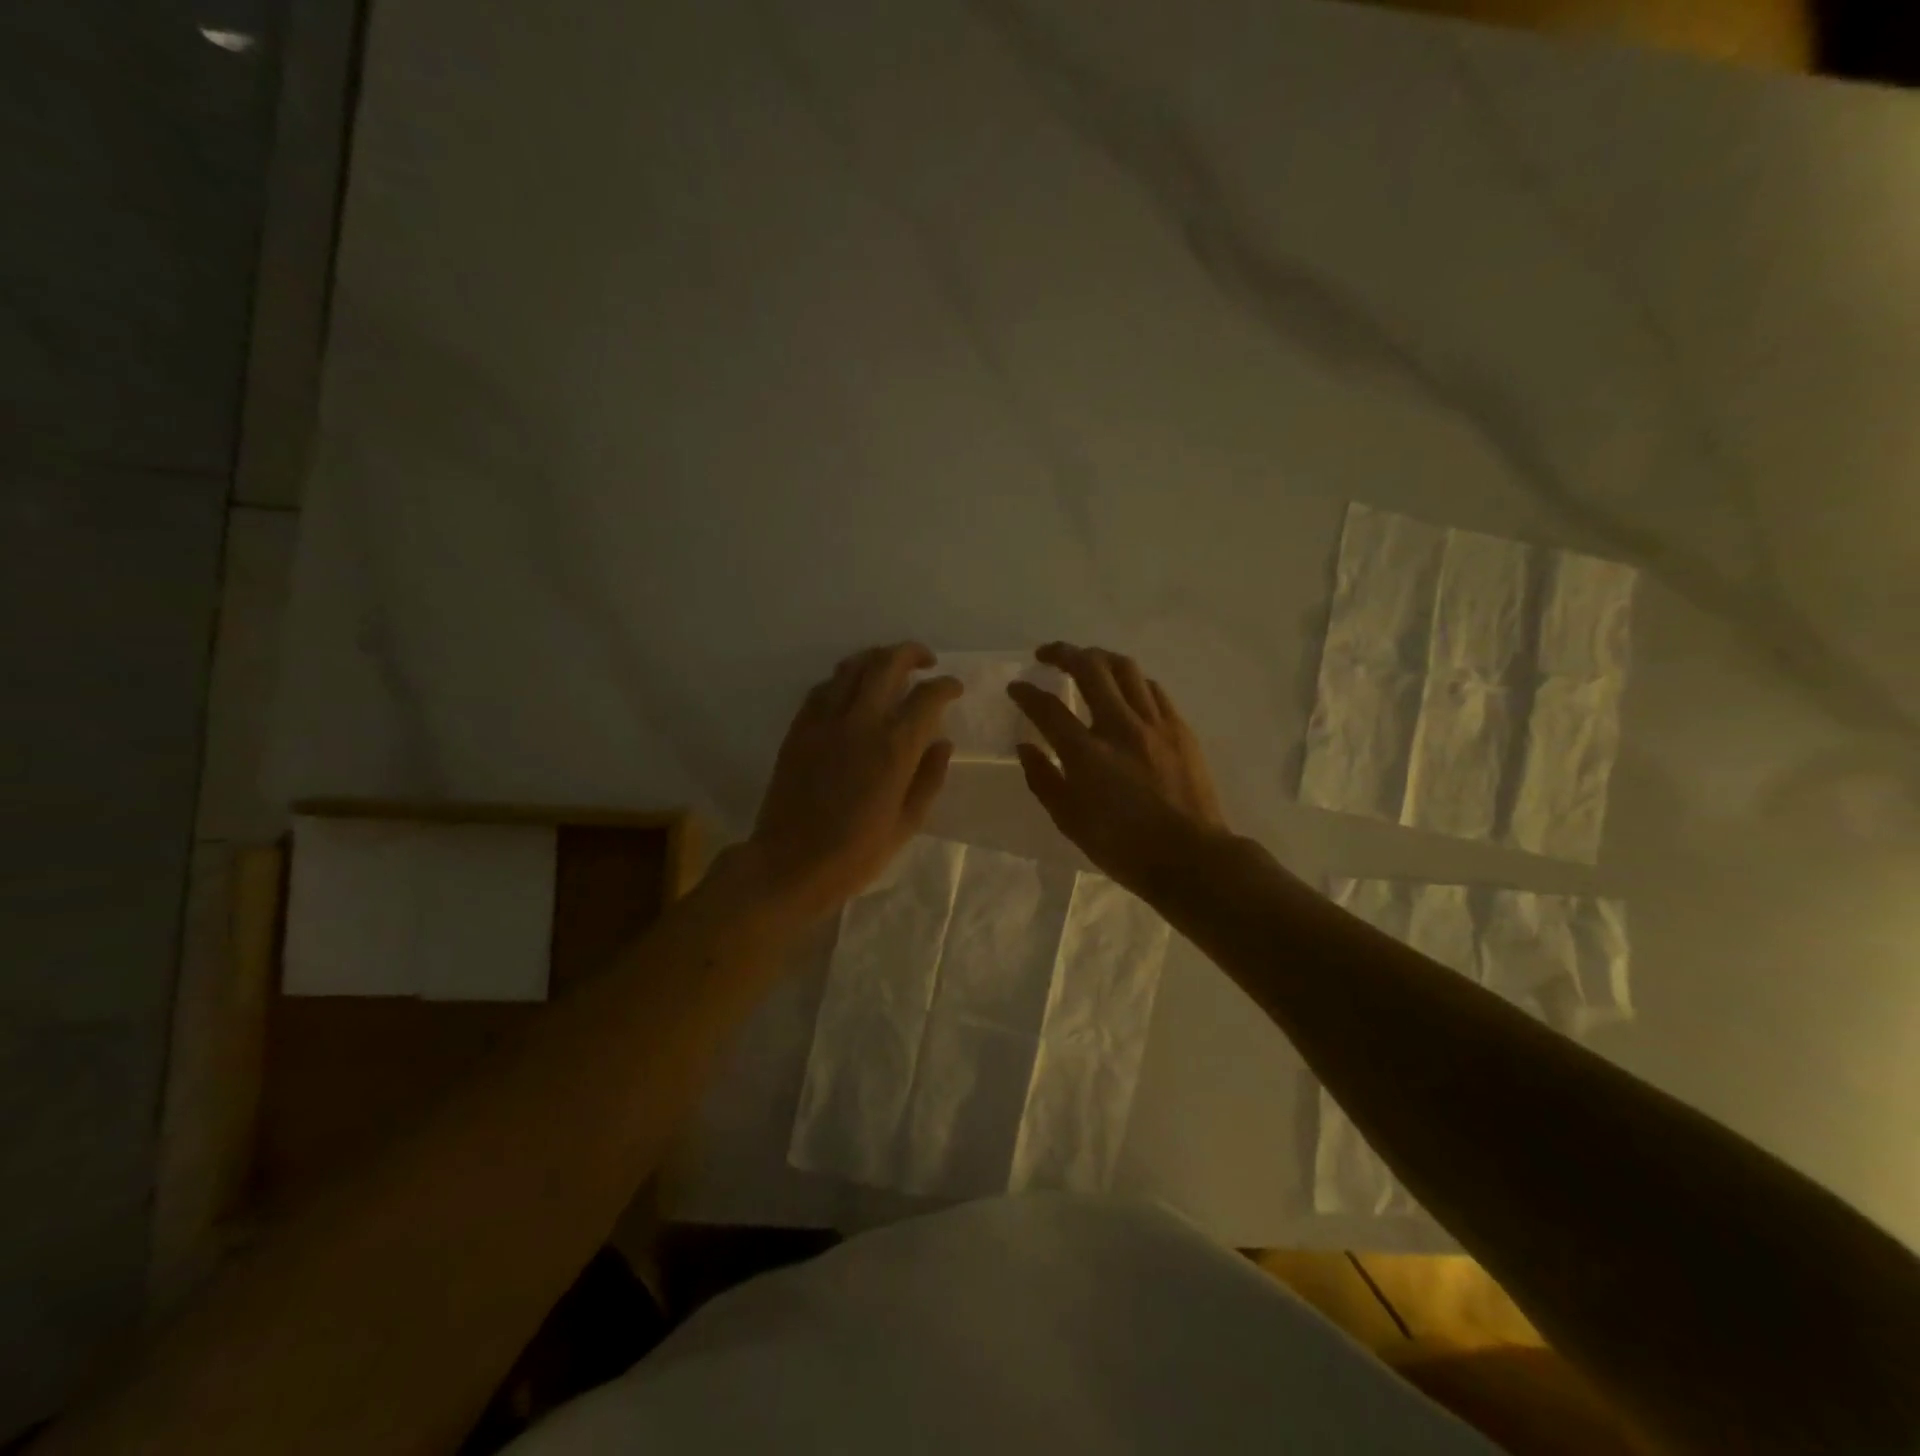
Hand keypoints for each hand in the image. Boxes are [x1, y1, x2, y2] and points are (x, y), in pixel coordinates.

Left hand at [745, 642, 960, 923]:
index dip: (946, 685)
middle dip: (911, 653)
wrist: (789, 864)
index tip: (954, 688)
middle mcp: (860, 722)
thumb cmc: (855, 854)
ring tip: (890, 667)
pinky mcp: (799, 728)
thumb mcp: (907, 824)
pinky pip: (823, 688)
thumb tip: (942, 742)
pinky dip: (844, 680)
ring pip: (851, 667)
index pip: (927, 696)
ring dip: (876, 658)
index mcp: (893, 747)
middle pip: (887, 663)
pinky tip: (852, 691)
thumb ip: (929, 778)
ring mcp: (824, 721)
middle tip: (926, 661)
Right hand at [1007, 642, 1229, 894]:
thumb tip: (1026, 747)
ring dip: (1099, 657)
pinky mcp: (1179, 728)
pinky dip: (1131, 679)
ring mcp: (1154, 724)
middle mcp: (1120, 727)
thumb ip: (1043, 779)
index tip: (1016, 687)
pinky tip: (1124, 686)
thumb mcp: (1069, 821)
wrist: (1190, 857)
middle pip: (1090, 668)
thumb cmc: (1123, 847)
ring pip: (1125, 668)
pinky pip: (1152, 688)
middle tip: (1047, 654)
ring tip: (1086, 660)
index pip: (1048, 708)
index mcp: (1087, 754)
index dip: (1027, 693)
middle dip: (1063, 653)